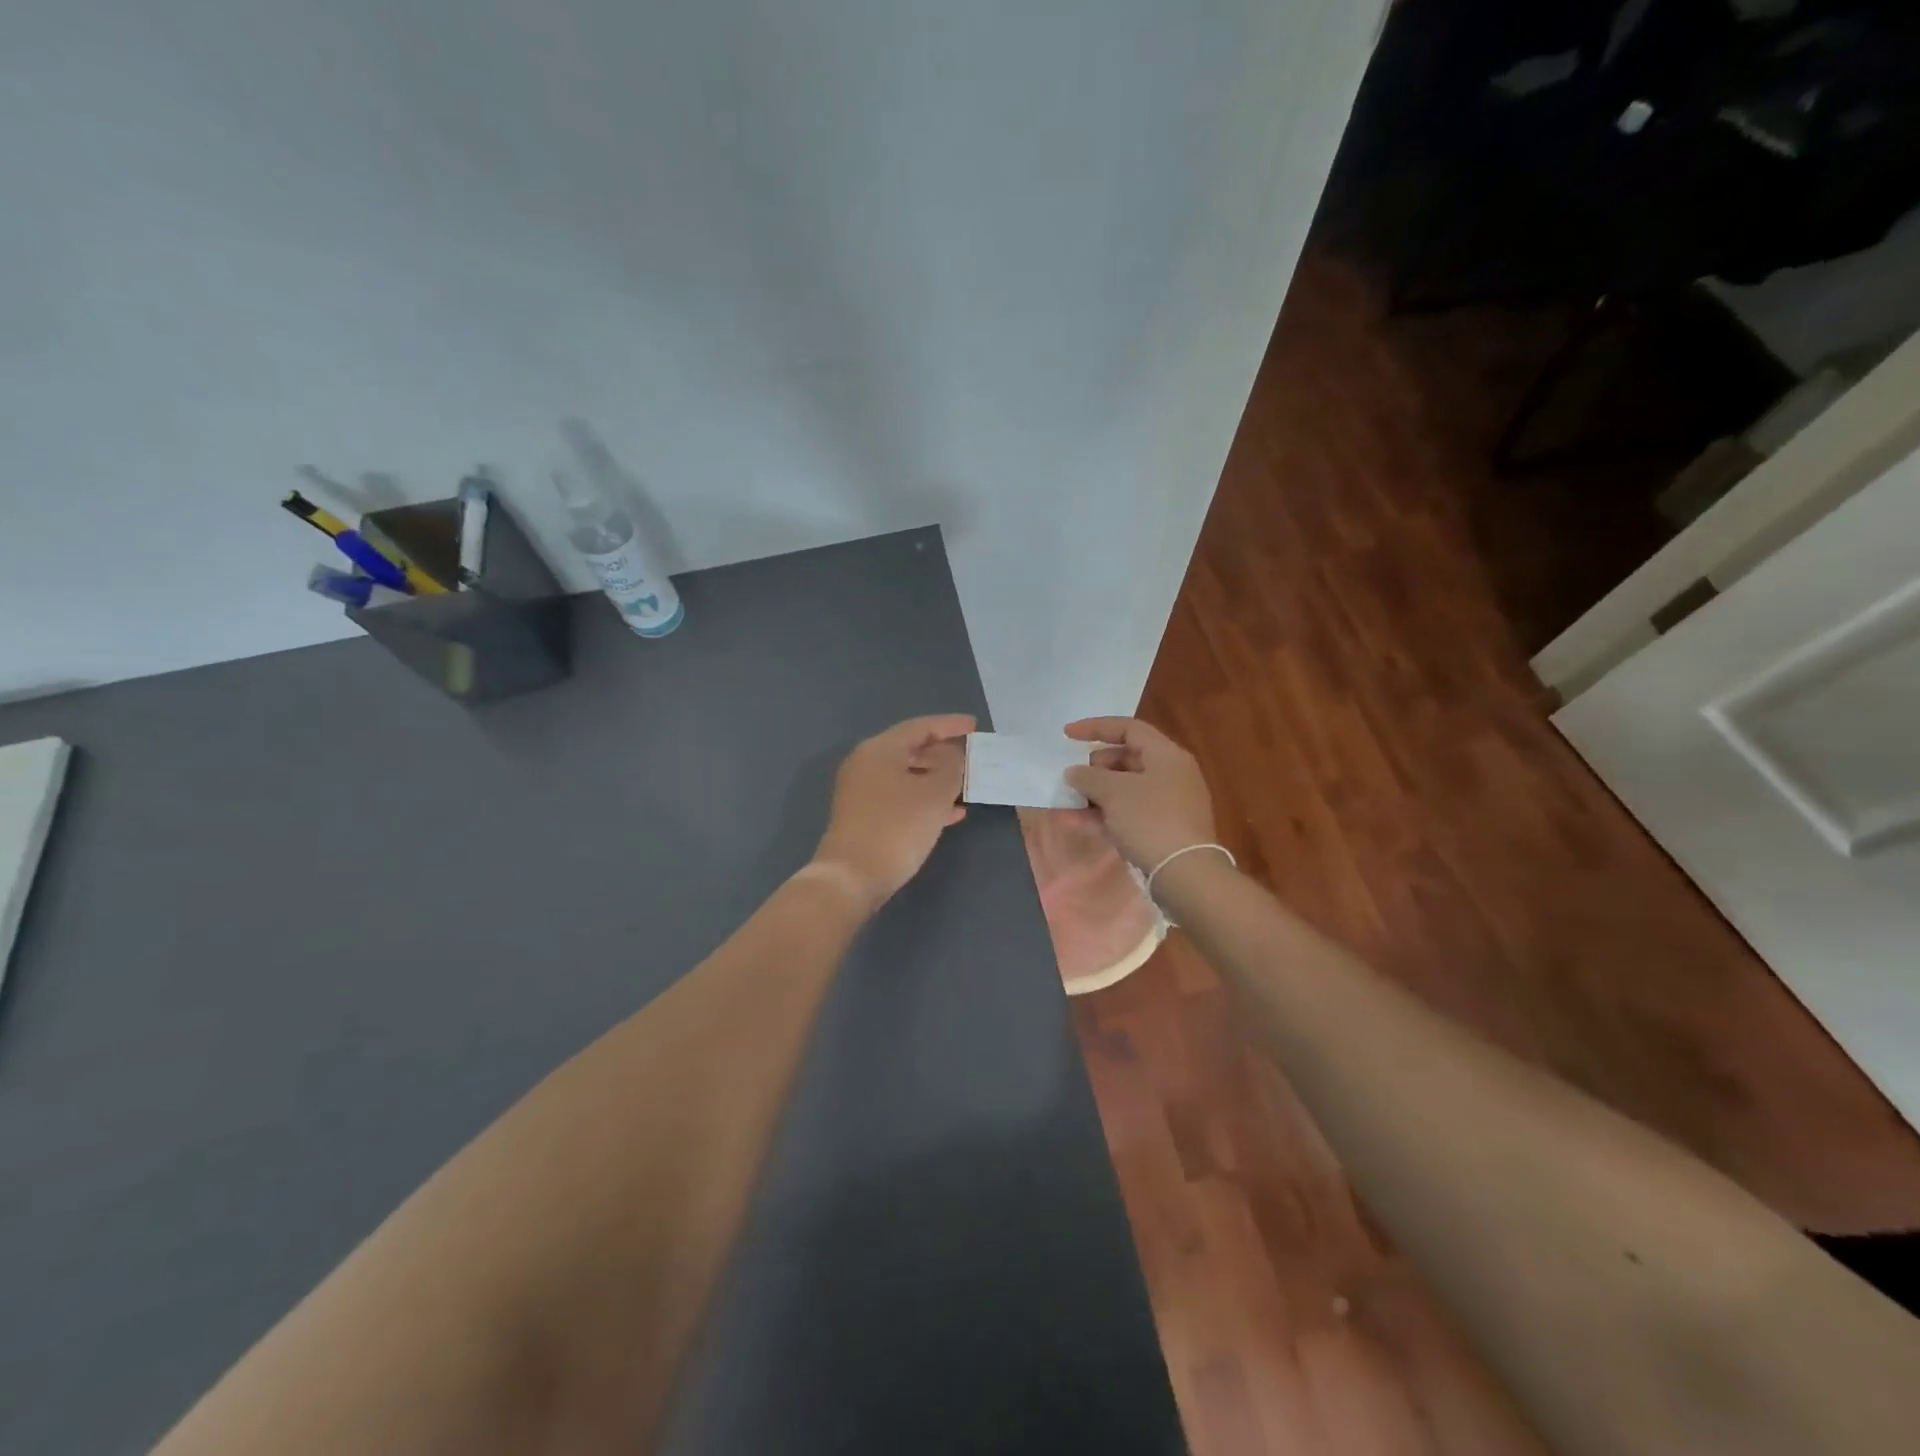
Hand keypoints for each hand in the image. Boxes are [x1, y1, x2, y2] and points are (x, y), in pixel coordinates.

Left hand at [812, 714, 974, 909]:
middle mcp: (867, 764)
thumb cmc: (897, 827)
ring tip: (968, 785)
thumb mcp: (935, 794)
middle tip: (973, 758)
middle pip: (912, 749)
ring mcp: (862, 791)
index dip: (950, 725)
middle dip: (945, 754)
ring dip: (937, 779)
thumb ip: (951, 767)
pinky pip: (901, 797)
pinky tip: (952, 813)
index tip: (975, 726)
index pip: (920, 727)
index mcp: (880, 749)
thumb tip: (953, 756)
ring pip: (907, 775)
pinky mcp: (864, 816)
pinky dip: (925, 799)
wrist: (852, 877)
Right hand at [1062, 717, 1217, 871]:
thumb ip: (1089, 776)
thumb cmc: (1150, 820)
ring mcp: (1169, 802)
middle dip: (1095, 766)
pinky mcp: (1163, 828)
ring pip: (1125, 788)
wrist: (1184, 874)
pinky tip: (1076, 822)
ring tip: (1068, 801)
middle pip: (1127, 758)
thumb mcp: (1114, 792)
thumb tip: (1074, 772)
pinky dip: (1104, 813)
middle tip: (1075, 777)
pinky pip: (1128, 812)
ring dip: (1095, 793)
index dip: (1095, 727)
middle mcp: (1171, 773)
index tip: (1067, 735)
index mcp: (1166, 755)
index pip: (1128, 728)